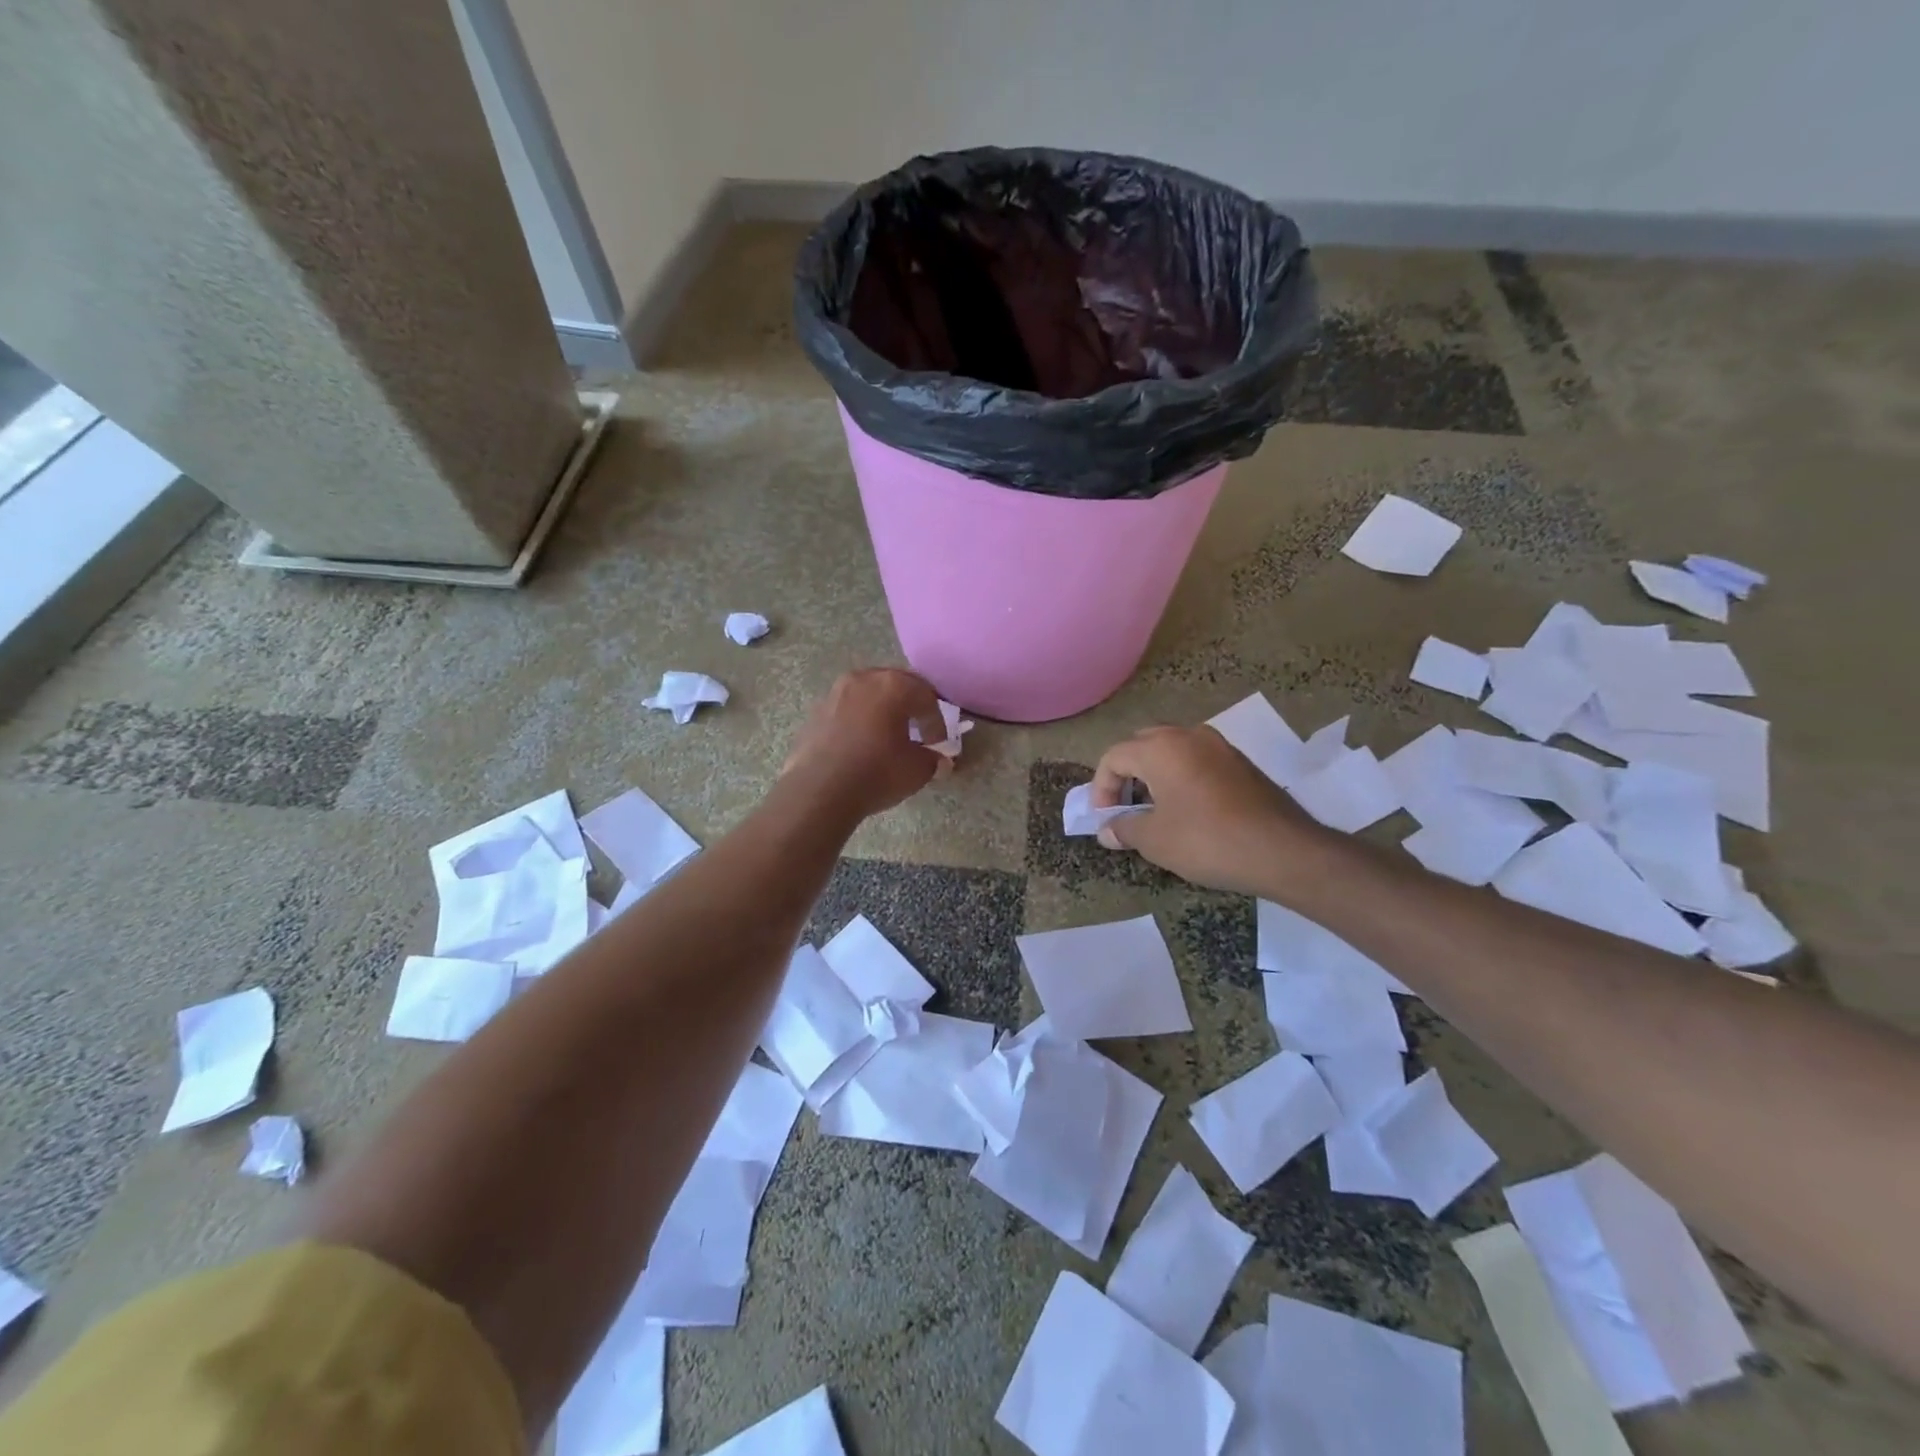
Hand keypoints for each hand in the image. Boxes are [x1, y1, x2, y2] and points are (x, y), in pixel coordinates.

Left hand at [782, 668, 948, 820]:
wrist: (819, 791)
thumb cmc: (876, 773)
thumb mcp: (916, 770)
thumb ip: (932, 759)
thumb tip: (939, 761)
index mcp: (893, 685)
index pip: (926, 697)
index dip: (937, 721)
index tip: (939, 743)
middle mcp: (863, 679)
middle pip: (896, 685)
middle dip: (910, 706)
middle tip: (919, 729)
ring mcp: (835, 693)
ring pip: (868, 694)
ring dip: (882, 710)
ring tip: (889, 735)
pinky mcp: (815, 711)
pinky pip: (847, 709)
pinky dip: (860, 720)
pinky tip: (862, 743)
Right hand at [1090, 725, 1331, 896]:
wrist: (1283, 850)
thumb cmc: (1207, 840)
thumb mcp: (1155, 840)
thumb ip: (1124, 828)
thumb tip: (1107, 830)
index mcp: (1161, 748)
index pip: (1114, 757)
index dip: (1101, 787)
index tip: (1104, 817)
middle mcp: (1189, 735)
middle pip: (1142, 745)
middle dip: (1126, 775)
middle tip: (1125, 807)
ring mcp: (1219, 746)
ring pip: (1172, 750)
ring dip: (1154, 775)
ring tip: (1153, 810)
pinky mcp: (1240, 762)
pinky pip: (1197, 760)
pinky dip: (1181, 777)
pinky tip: (1187, 809)